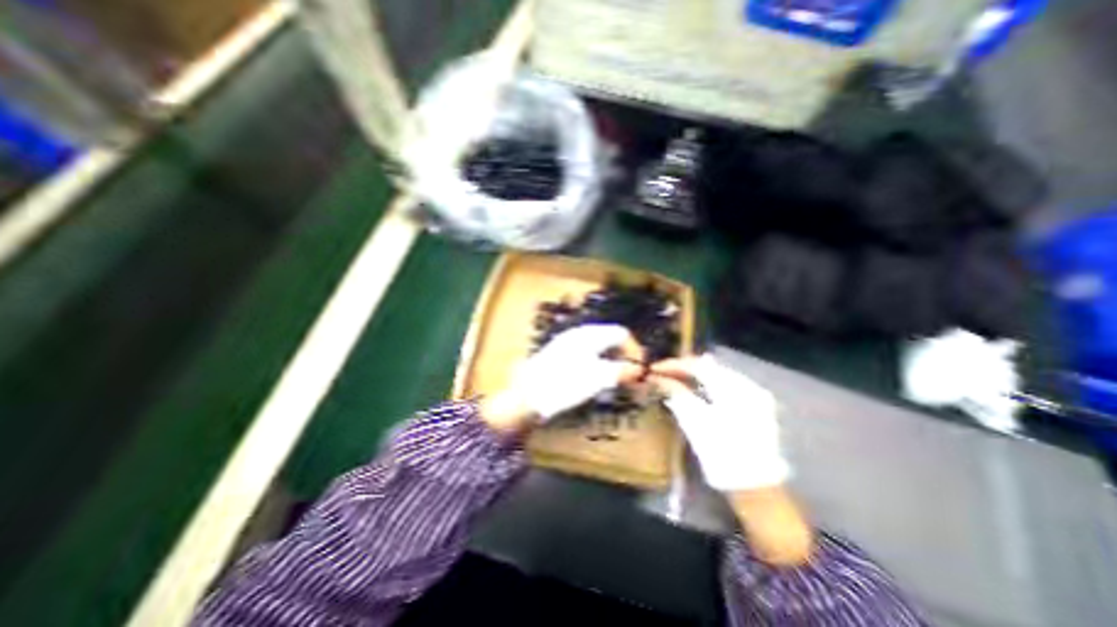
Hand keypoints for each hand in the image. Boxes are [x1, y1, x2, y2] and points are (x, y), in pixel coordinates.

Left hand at [483, 322, 645, 430]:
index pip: (621, 333)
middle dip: (624, 357)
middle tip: (630, 378)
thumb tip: (639, 369)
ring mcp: (568, 344)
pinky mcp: (560, 355)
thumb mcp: (597, 378)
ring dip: (611, 362)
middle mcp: (579, 334)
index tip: (641, 370)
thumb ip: (621, 371)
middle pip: (610, 339)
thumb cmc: (564, 384)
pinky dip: (598, 365)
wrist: (526, 396)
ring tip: (615, 381)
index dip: (634, 350)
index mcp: (589, 334)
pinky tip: (595, 380)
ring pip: (598, 348)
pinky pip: (587, 355)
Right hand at [652, 356, 788, 492]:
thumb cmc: (720, 453)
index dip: (674, 365)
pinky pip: (727, 387)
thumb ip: (676, 393)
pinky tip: (695, 391)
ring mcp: (755, 396)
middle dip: (684, 369)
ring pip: (718, 376)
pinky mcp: (757, 407)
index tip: (654, 369)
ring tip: (674, 380)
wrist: (754, 487)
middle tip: (662, 373)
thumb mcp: (694, 420)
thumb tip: (657, 377)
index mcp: (734, 388)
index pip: (698, 366)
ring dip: (695, 377)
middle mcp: (748, 385)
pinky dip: (708, 386)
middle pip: (709, 368)